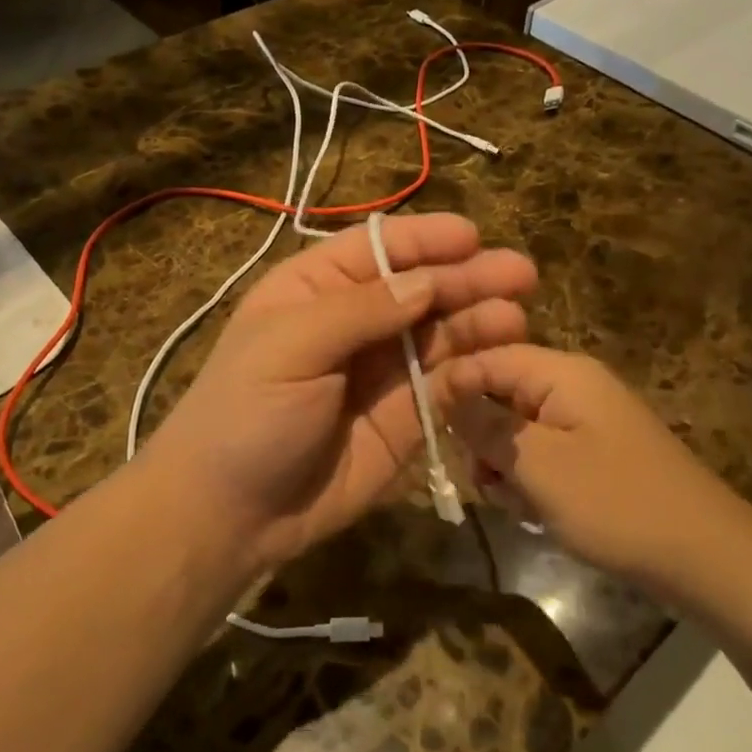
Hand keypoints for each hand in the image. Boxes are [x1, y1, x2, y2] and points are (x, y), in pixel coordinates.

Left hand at [145, 214, 536, 571]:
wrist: (230, 514)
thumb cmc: (246, 412)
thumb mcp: (291, 346)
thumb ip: (362, 310)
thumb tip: (427, 282)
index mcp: (317, 289)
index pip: (378, 249)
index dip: (424, 240)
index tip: (472, 237)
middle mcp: (356, 321)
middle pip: (421, 288)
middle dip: (467, 278)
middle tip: (520, 274)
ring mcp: (383, 370)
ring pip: (442, 333)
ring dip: (480, 320)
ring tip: (517, 315)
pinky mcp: (406, 417)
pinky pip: (447, 383)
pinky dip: (475, 368)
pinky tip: (503, 356)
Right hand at [435, 346, 728, 585]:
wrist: (706, 557)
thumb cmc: (616, 503)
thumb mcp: (538, 465)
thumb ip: (484, 425)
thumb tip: (440, 392)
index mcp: (560, 372)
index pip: (485, 358)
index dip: (451, 388)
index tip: (425, 428)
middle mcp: (571, 385)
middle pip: (498, 394)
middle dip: (481, 437)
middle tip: (484, 480)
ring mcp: (584, 420)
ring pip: (515, 430)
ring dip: (504, 466)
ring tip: (516, 504)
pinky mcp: (592, 453)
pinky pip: (542, 454)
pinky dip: (530, 481)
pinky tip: (536, 513)